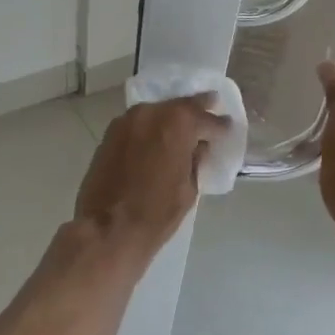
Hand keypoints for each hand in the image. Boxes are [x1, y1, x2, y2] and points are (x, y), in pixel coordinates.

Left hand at [74, 95, 227, 260]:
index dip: (220, 126)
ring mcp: (127, 120)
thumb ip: (196, 160)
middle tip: (212, 108)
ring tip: (185, 127)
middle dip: (197, 110)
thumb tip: (198, 147)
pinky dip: (152, 128)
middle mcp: (152, 112)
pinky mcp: (110, 134)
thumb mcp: (189, 188)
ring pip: (158, 112)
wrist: (106, 229)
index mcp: (178, 123)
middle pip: (180, 106)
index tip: (228, 127)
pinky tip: (159, 139)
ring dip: (172, 117)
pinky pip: (139, 124)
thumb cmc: (156, 213)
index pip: (207, 119)